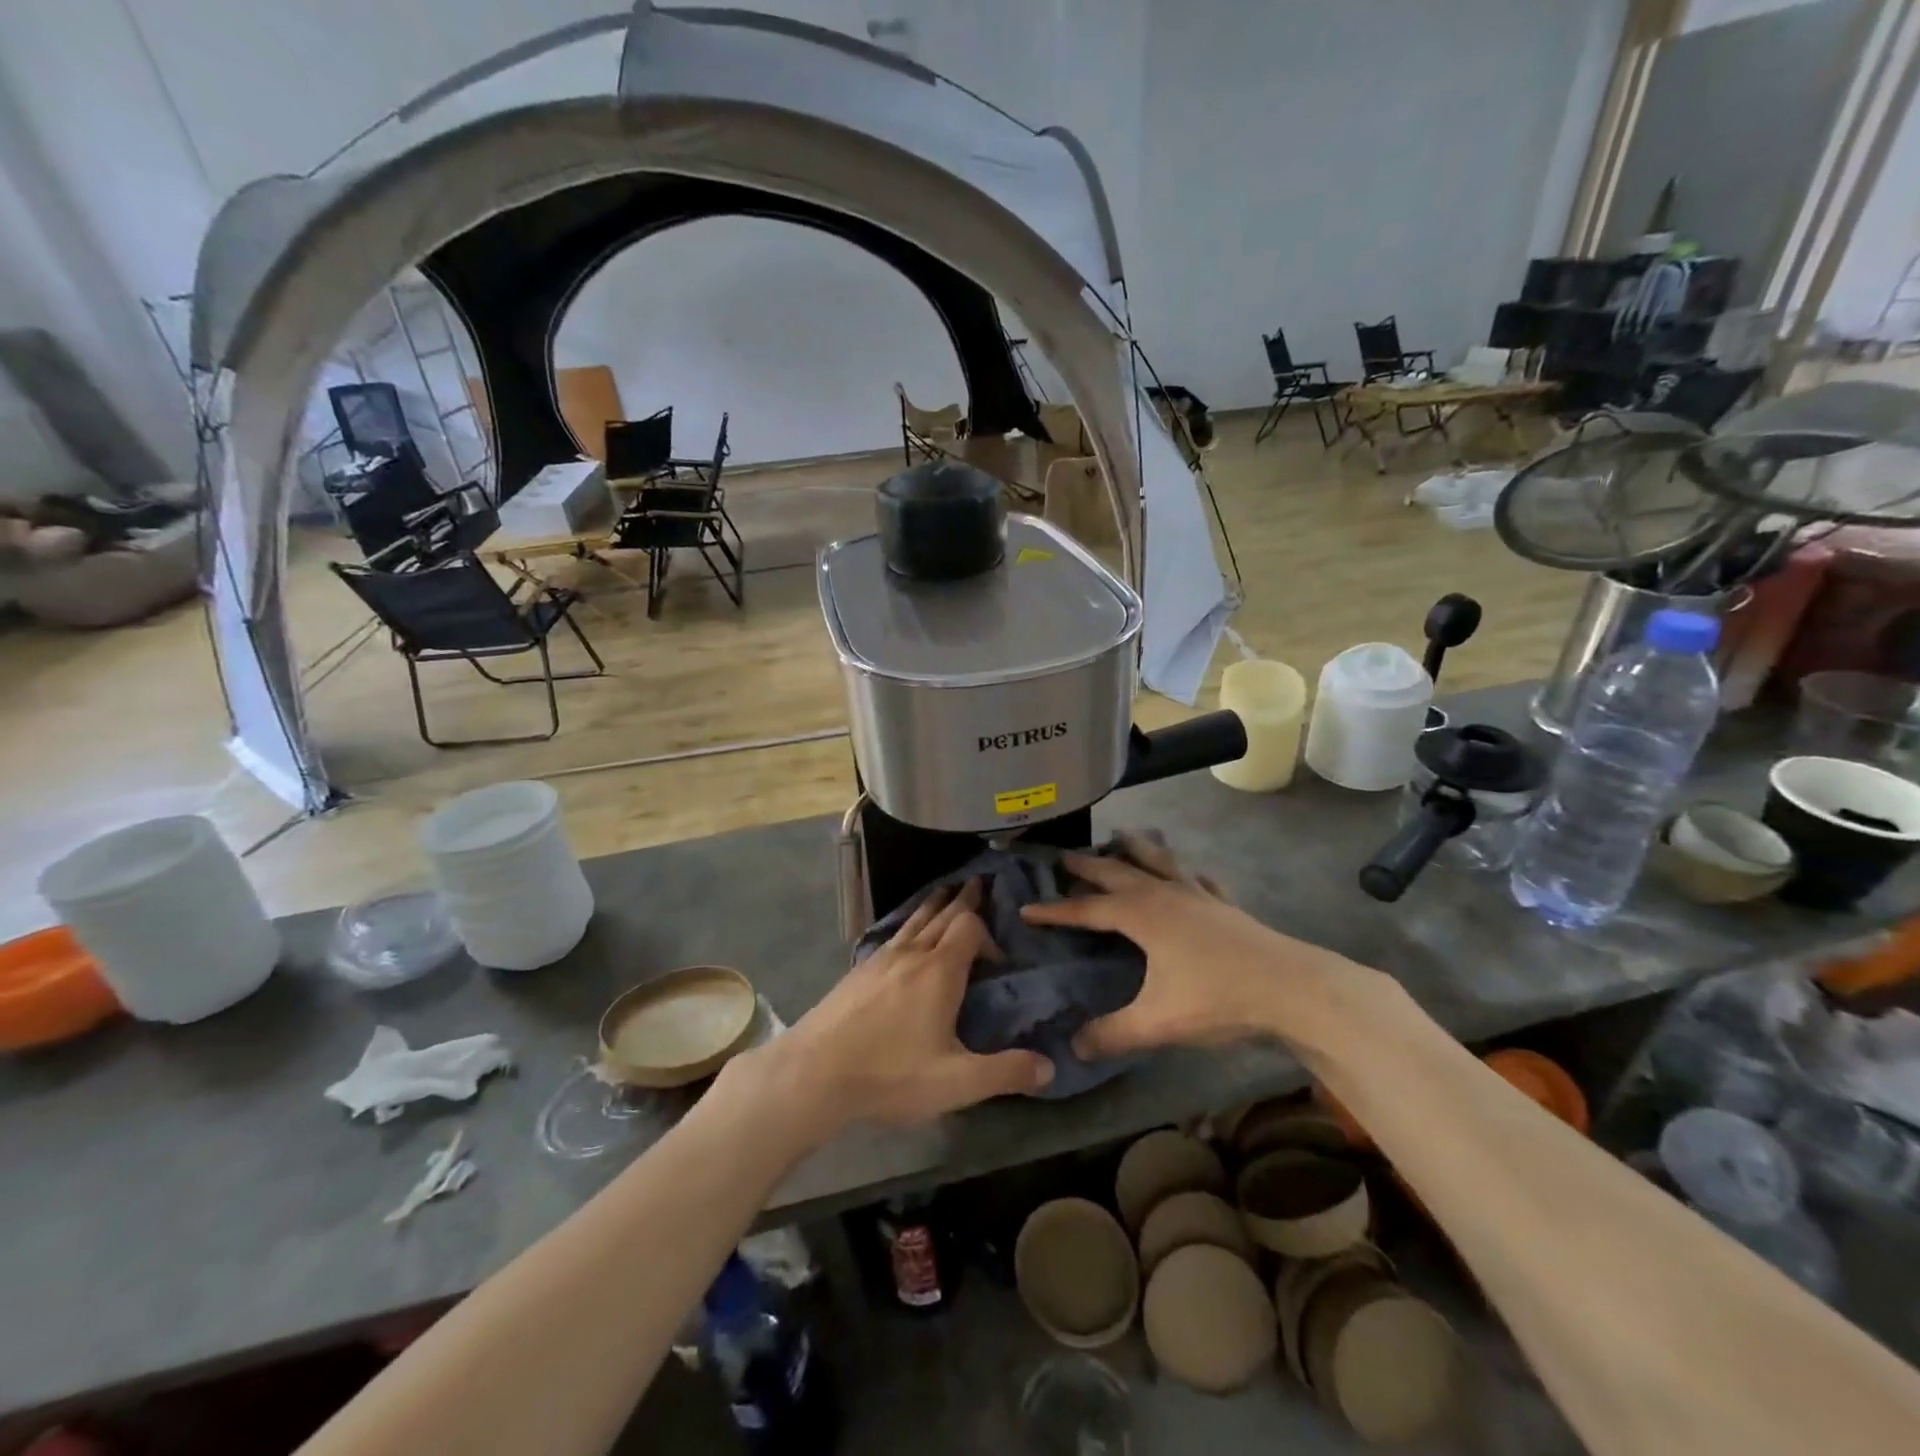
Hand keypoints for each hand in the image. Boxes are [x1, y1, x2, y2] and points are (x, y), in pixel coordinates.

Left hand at [741, 882, 1053, 1141]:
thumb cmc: (890, 1074)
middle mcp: (911, 954)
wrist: (813, 1073)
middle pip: (942, 914)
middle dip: (964, 900)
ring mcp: (880, 959)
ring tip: (945, 892)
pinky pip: (893, 934)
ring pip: (914, 920)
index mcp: (939, 971)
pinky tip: (904, 935)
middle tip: (978, 883)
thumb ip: (1005, 1073)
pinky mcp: (858, 971)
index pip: (970, 927)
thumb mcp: (956, 1083)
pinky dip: (909, 923)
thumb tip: (1049, 1066)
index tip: (999, 960)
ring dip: (934, 904)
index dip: (988, 934)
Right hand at [1020, 832, 1366, 1059]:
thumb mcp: (1159, 1022)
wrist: (1292, 989)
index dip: (1055, 911)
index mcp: (1143, 916)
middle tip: (1063, 857)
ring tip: (1121, 836)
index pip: (1088, 910)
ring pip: (1159, 862)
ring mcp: (1199, 896)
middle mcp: (1165, 895)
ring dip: (1136, 849)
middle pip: (1118, 873)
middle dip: (1088, 866)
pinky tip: (1191, 876)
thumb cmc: (1219, 999)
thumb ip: (1113, 1034)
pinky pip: (1199, 880)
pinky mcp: (1225, 906)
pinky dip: (1186, 873)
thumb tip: (1074, 1046)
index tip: (1027, 908)